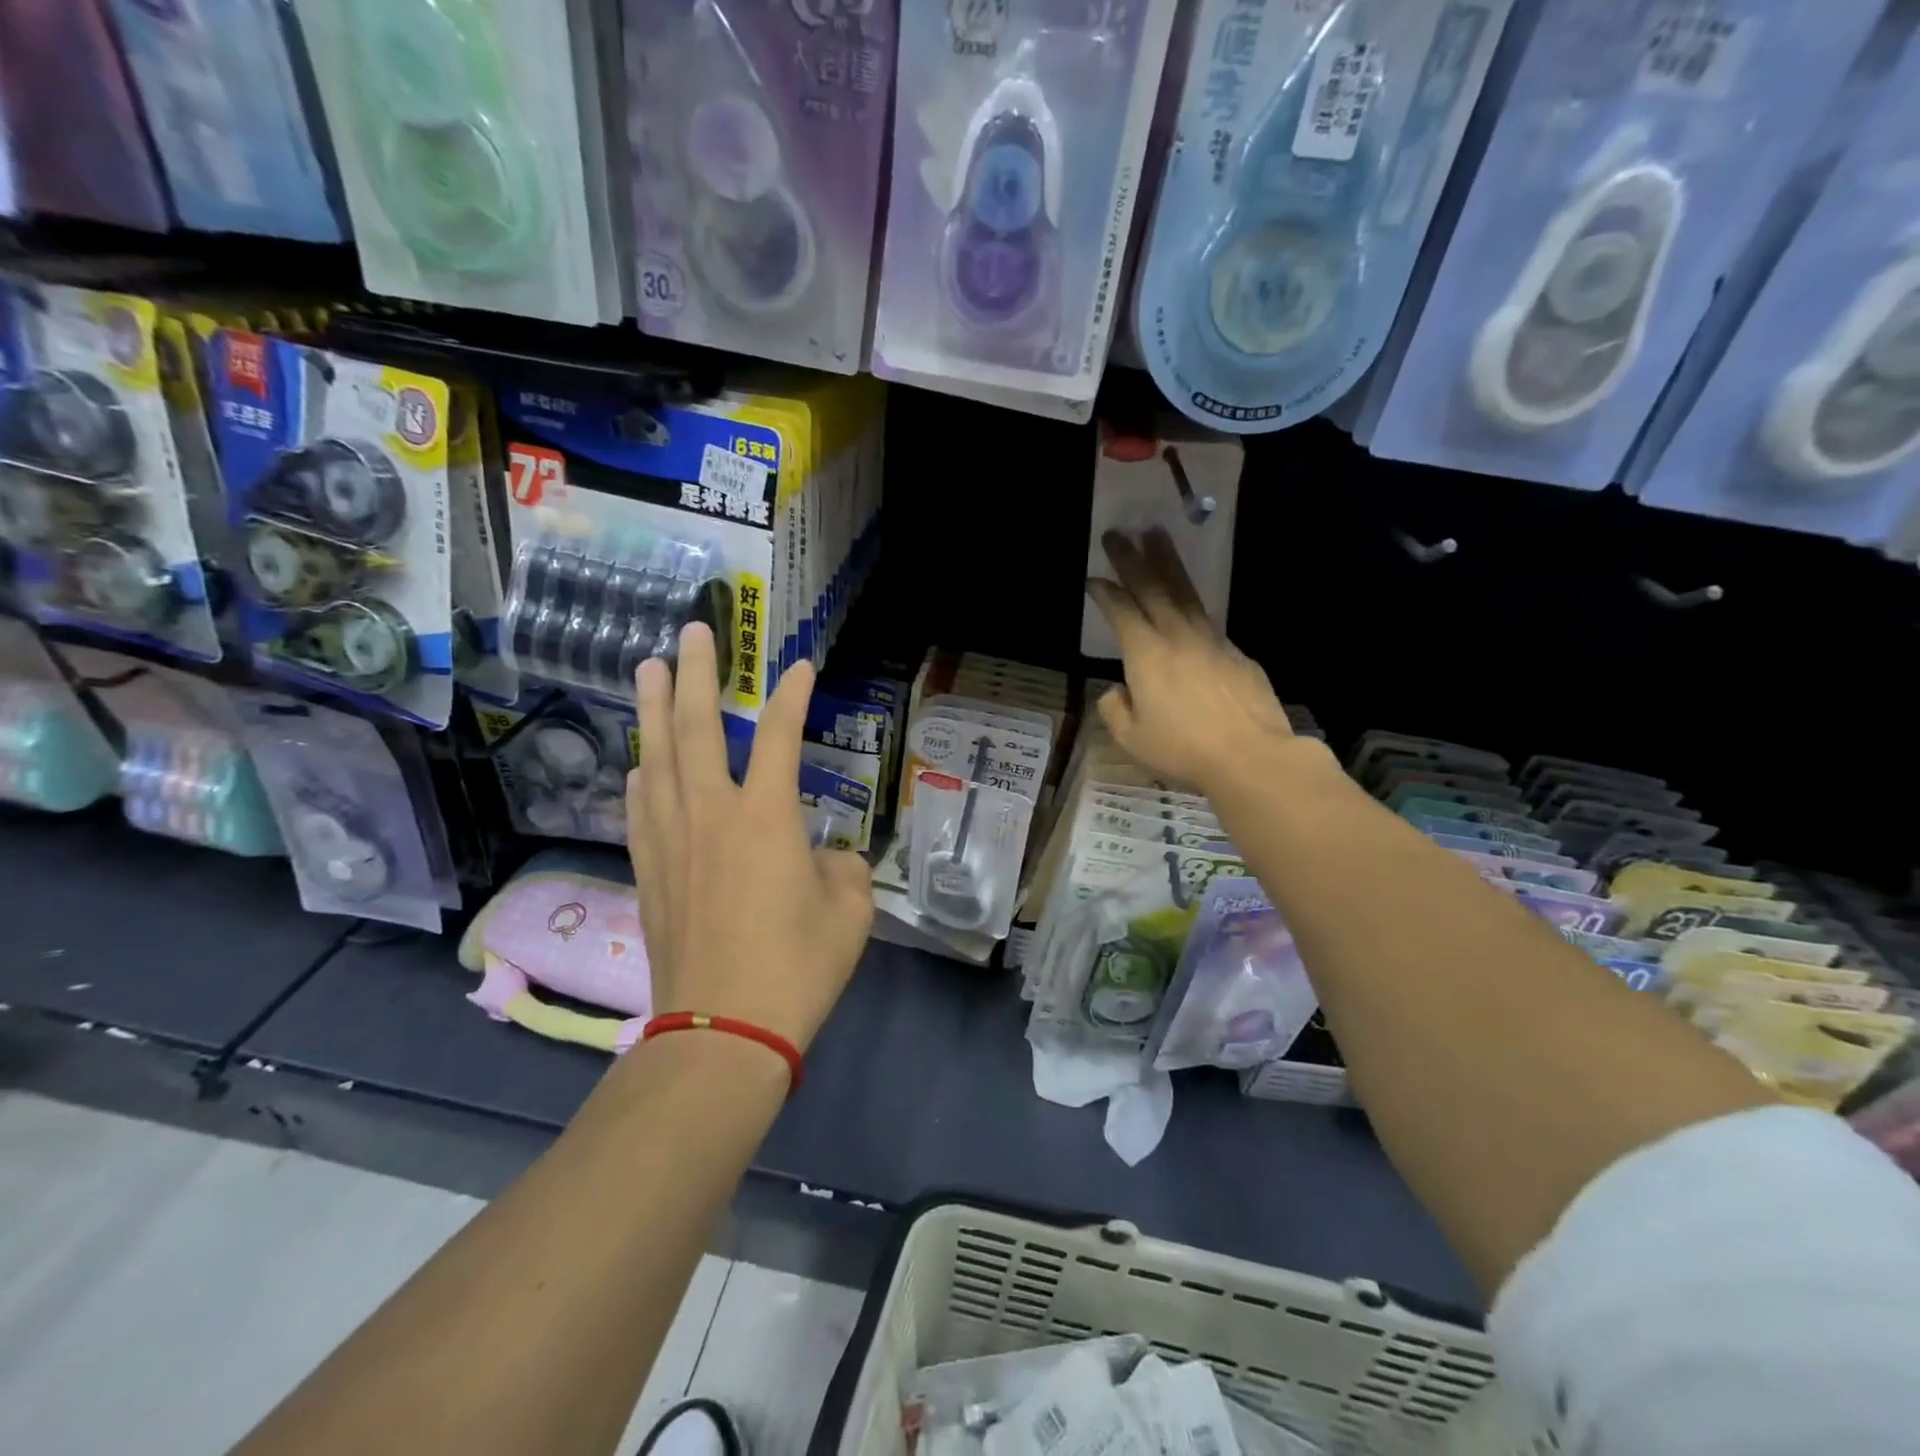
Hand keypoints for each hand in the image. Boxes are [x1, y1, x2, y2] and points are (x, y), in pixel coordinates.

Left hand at [627, 624, 873, 1054]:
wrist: (724, 1030)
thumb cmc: (797, 968)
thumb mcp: (850, 913)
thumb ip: (843, 870)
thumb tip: (826, 860)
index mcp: (765, 817)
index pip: (779, 737)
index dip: (791, 697)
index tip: (799, 667)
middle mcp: (711, 814)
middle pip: (695, 728)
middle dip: (694, 675)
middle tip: (692, 633)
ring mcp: (671, 841)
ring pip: (656, 758)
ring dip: (651, 710)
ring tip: (646, 670)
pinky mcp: (649, 871)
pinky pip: (640, 806)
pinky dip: (642, 773)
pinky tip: (640, 761)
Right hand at [1086, 528, 1295, 794]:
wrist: (1251, 755)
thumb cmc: (1183, 749)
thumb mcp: (1132, 739)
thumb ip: (1115, 710)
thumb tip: (1116, 691)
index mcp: (1145, 654)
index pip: (1121, 610)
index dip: (1105, 592)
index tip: (1094, 578)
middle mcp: (1177, 635)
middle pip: (1152, 586)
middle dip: (1132, 558)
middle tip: (1118, 532)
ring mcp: (1211, 640)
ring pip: (1184, 592)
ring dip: (1167, 562)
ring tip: (1156, 535)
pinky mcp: (1235, 653)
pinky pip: (1207, 619)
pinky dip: (1191, 602)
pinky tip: (1187, 605)